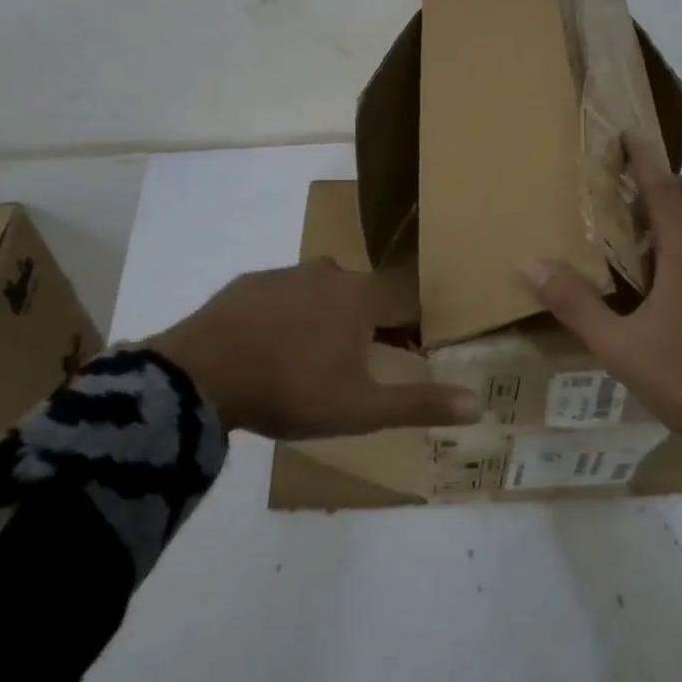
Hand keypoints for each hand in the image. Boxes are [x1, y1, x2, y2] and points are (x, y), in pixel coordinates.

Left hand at [148, 262, 480, 438]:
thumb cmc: (292, 390)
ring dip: (319, 318)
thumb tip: (479, 406)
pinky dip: (281, 316)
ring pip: (318, 292)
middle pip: (359, 296)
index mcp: (361, 297)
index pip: (400, 305)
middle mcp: (329, 272)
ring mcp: (285, 273)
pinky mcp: (248, 282)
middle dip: (360, 325)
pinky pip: (278, 296)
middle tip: (344, 367)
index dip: (402, 331)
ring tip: (302, 360)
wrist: (203, 375)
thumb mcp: (361, 409)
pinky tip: (265, 348)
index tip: (394, 357)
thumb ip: (419, 405)